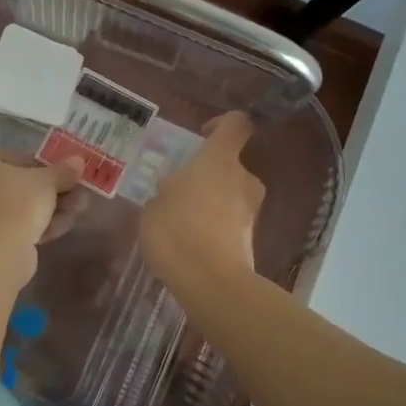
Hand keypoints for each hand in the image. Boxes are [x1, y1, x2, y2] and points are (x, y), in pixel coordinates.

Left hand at [0, 147, 84, 250]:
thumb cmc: (13, 201)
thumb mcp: (44, 180)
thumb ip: (61, 170)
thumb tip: (79, 161)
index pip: (10, 157)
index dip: (43, 165)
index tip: (66, 173)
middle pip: (14, 185)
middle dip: (49, 191)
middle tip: (77, 193)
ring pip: (14, 208)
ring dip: (48, 209)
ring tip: (78, 211)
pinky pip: (9, 227)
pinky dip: (35, 226)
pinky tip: (64, 226)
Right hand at [140, 111, 262, 289]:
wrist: (211, 282)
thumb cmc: (177, 230)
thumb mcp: (154, 206)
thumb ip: (167, 191)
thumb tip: (174, 189)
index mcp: (219, 160)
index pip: (236, 124)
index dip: (222, 123)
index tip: (203, 135)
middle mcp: (243, 179)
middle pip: (231, 164)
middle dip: (209, 175)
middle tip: (180, 191)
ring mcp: (251, 210)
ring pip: (232, 195)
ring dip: (213, 202)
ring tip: (182, 222)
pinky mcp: (251, 239)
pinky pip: (231, 223)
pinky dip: (216, 227)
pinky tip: (192, 244)